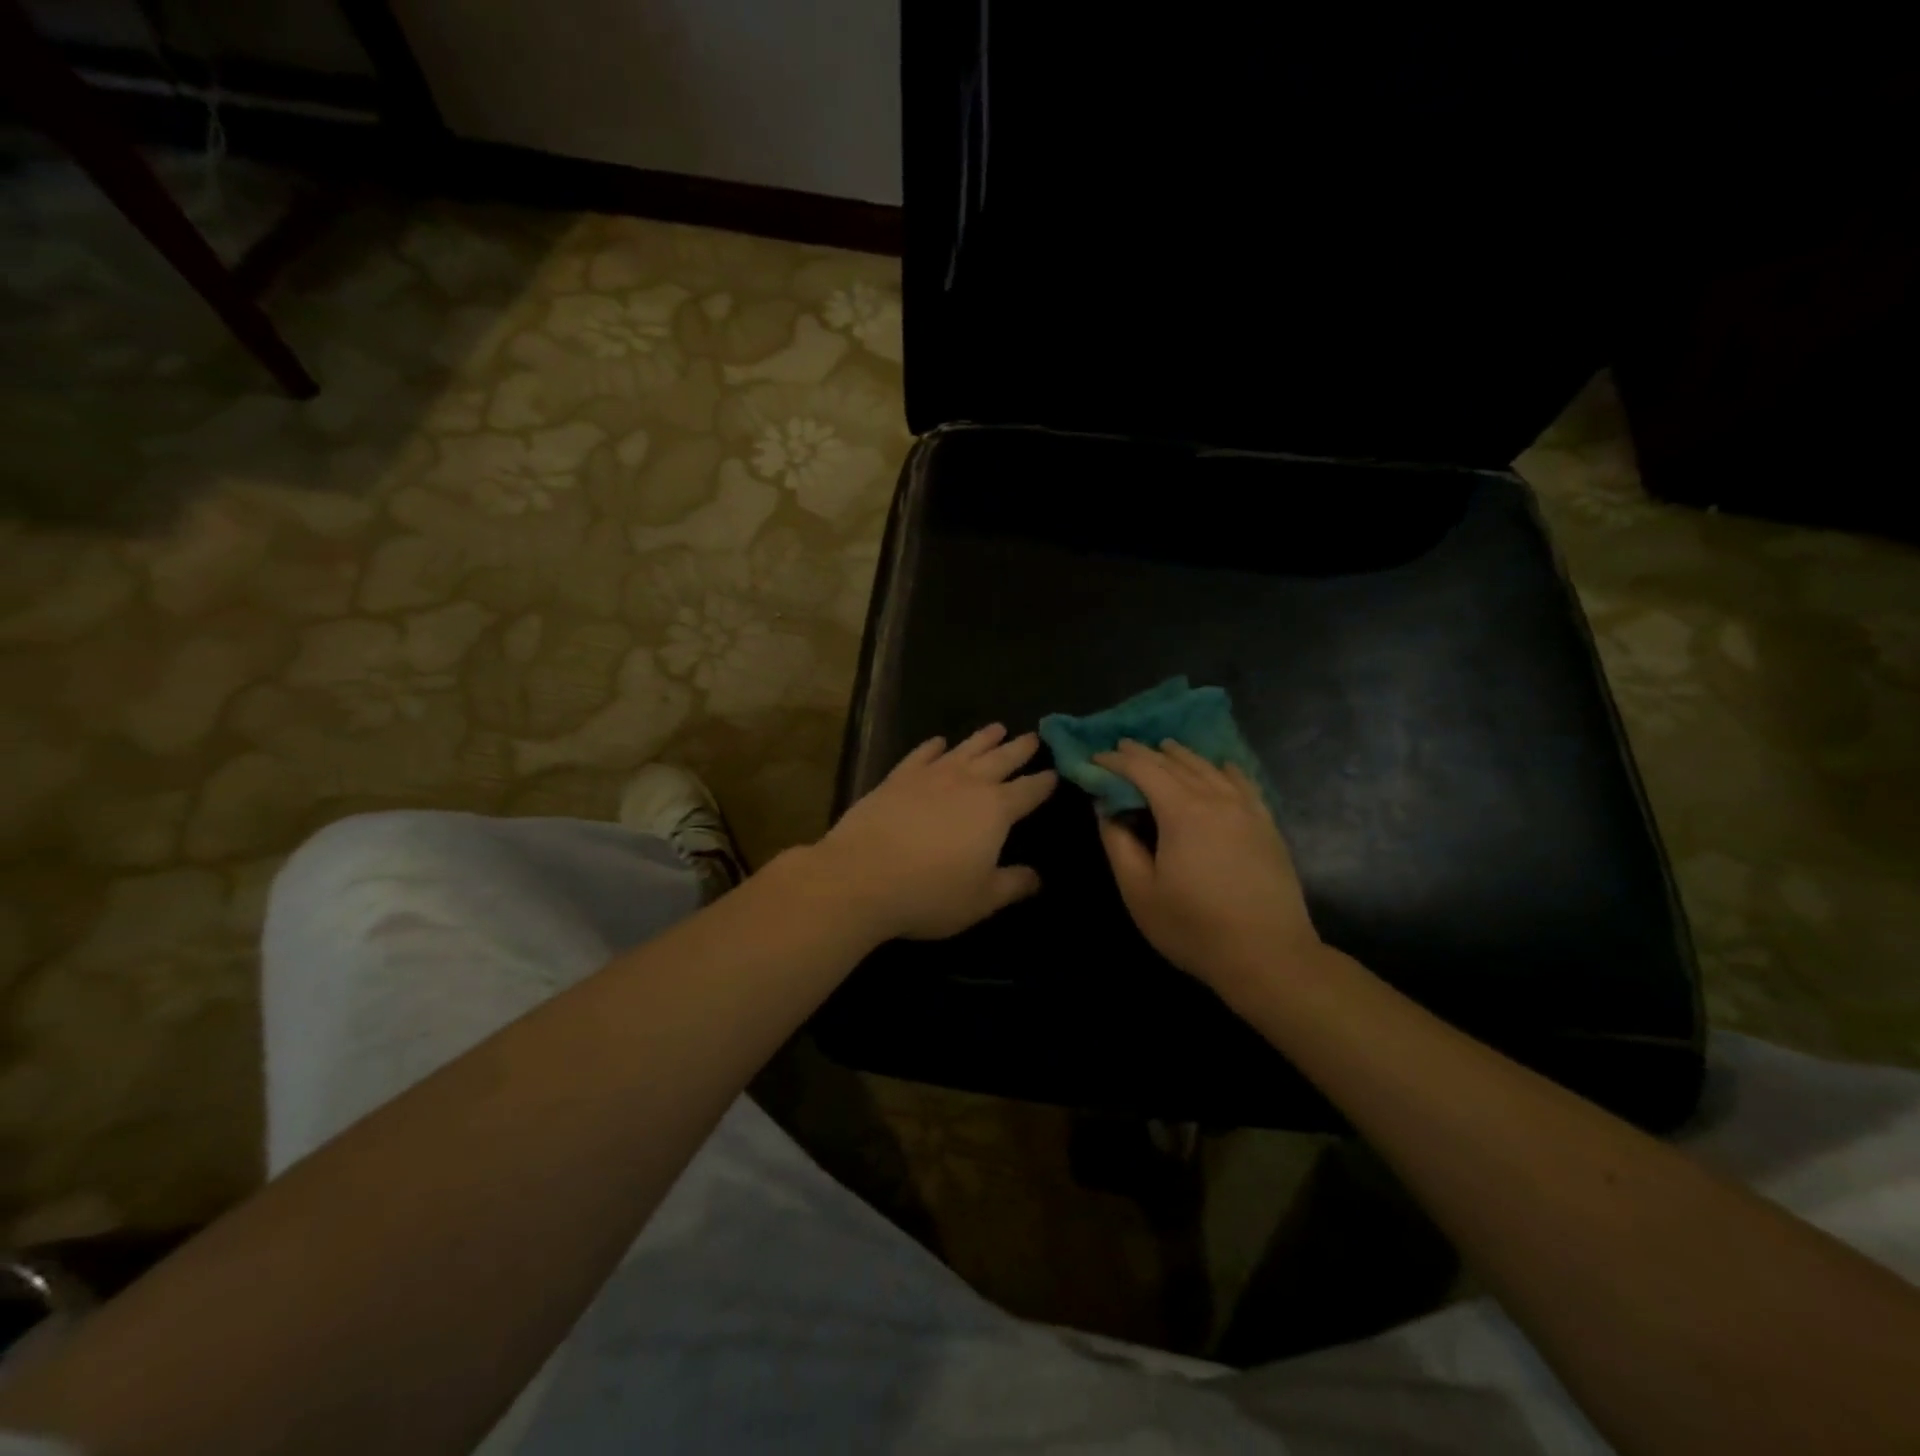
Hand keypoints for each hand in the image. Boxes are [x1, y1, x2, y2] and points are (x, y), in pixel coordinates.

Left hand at [816, 725, 1057, 940]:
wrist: (861, 876)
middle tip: (1033, 737)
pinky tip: (938, 742)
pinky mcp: (897, 778)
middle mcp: (967, 784)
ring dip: (983, 738)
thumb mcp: (981, 900)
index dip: (1043, 783)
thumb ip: (1012, 885)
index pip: (1028, 791)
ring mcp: (930, 776)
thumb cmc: (930, 893)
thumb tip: (1037, 878)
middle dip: (1019, 749)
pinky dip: (932, 747)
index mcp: (995, 811)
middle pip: (1000, 760)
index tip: (1055, 773)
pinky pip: (920, 755)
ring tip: (997, 728)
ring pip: (964, 750)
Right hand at [1094, 739, 1323, 996]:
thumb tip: (1107, 810)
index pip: (1143, 769)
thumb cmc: (1194, 927)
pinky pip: (1243, 783)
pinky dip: (1223, 769)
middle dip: (1145, 753)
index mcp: (1182, 811)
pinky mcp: (1267, 825)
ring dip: (1182, 755)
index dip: (1116, 761)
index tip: (1095, 760)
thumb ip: (1118, 844)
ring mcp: (1247, 809)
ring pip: (1210, 768)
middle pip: (1176, 763)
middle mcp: (1216, 798)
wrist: (1269, 956)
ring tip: (1163, 748)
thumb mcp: (1139, 891)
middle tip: (1121, 749)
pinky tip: (1220, 767)